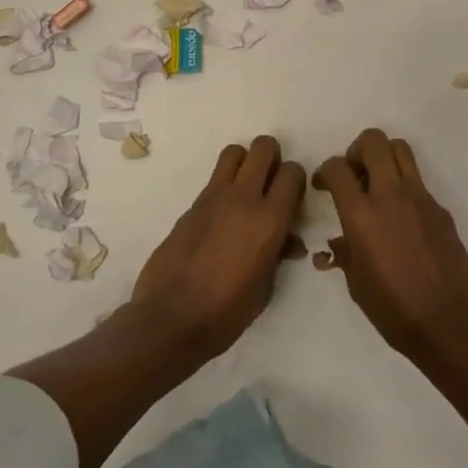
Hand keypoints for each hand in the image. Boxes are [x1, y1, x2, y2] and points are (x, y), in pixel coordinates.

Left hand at [132, 135, 306, 358]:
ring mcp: (214, 197)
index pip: (293, 173)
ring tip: (245, 189)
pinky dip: (224, 186)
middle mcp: (244, 198)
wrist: (171, 320)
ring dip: (245, 163)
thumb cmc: (226, 313)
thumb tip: (287, 240)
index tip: (293, 197)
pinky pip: (214, 179)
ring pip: (235, 152)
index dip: (296, 180)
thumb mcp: (265, 288)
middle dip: (273, 158)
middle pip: (264, 147)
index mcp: (270, 220)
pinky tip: (221, 216)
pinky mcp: (191, 205)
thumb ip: (279, 254)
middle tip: (270, 183)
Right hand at [315, 129, 467, 360]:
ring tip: (379, 183)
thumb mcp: (356, 283)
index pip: (337, 168)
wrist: (447, 320)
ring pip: (401, 149)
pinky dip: (405, 189)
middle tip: (355, 173)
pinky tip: (404, 220)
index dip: (325, 170)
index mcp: (361, 214)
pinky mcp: (440, 208)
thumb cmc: (393, 308)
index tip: (324, 185)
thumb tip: (341, 241)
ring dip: (385, 157)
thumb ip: (346, 252)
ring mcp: (419, 197)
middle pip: (373, 141)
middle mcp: (390, 195)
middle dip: (357, 149)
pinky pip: (419, 182)